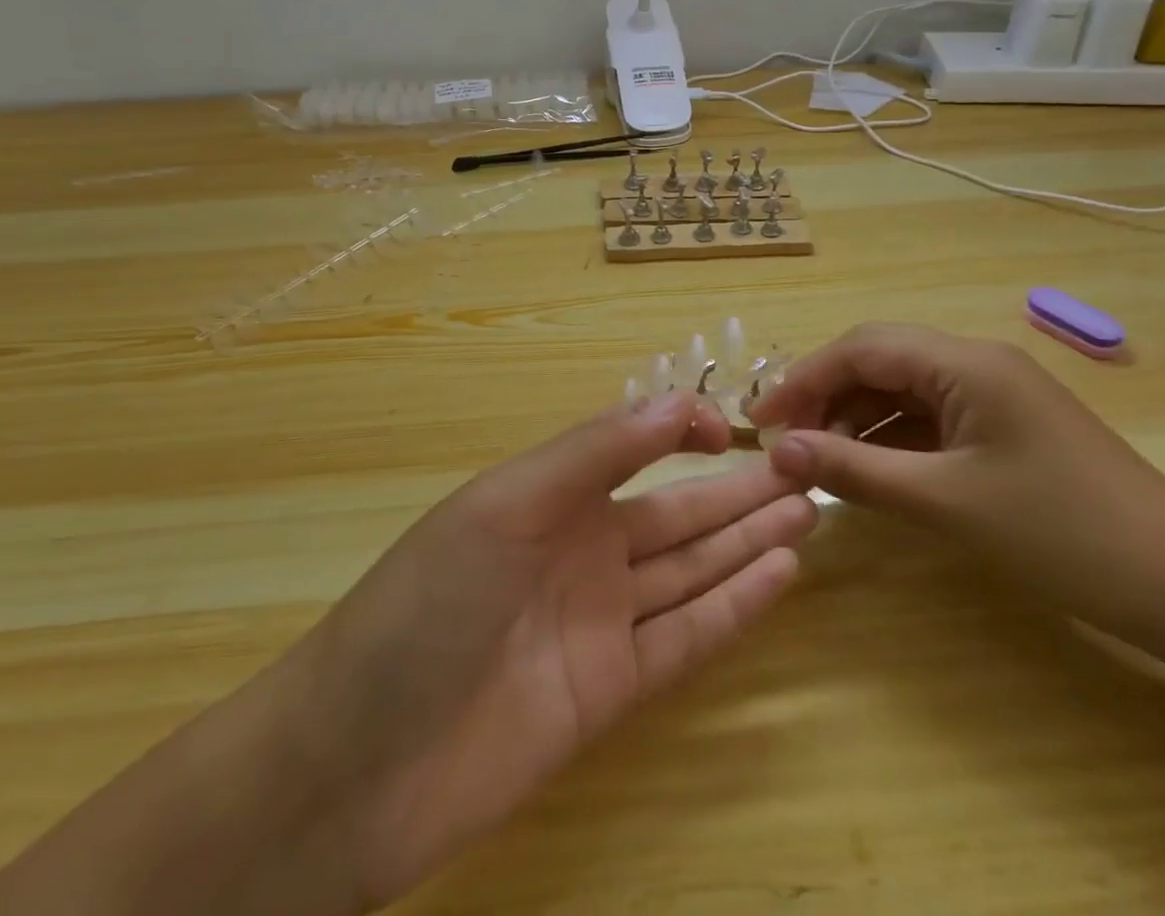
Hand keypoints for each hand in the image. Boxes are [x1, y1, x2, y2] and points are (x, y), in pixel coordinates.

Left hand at [298, 391, 815, 910]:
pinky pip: (686, 636)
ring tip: (807, 509)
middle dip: (738, 490)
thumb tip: (676, 400)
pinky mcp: (612, 690)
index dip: (685, 431)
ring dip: (748, 539)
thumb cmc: (426, 605)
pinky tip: (780, 573)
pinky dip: (735, 606)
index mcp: (550, 495)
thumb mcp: (506, 506)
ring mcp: (600, 620)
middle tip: (807, 469)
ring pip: (692, 568)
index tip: (736, 430)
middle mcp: (582, 550)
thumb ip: (593, 454)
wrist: (357, 763)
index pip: (633, 448)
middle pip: (677, 512)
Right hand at [748, 323, 1164, 645]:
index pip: (861, 348)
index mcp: (964, 362)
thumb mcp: (944, 502)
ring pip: (902, 390)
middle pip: (879, 361)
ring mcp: (993, 394)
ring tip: (817, 460)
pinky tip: (870, 470)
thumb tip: (778, 449)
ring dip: (856, 419)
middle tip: (783, 442)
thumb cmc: (1062, 535)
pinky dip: (892, 439)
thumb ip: (854, 469)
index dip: (803, 379)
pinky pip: (931, 418)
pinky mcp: (1004, 426)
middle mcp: (975, 362)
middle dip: (825, 396)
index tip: (759, 421)